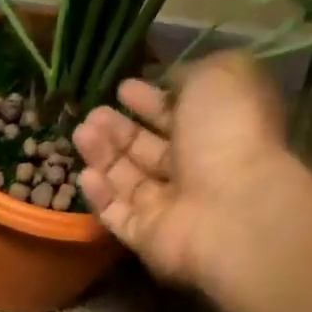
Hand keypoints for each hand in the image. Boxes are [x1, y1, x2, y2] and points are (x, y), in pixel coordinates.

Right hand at [75, 51, 298, 295]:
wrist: (230, 207)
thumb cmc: (228, 134)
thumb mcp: (221, 76)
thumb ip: (192, 74)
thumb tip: (170, 84)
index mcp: (217, 132)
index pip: (178, 117)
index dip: (150, 101)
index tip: (122, 88)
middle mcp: (195, 172)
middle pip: (148, 150)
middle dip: (118, 130)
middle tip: (92, 114)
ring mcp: (170, 209)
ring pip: (128, 180)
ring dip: (103, 155)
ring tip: (81, 133)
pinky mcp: (147, 237)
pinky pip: (118, 215)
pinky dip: (100, 196)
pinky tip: (86, 174)